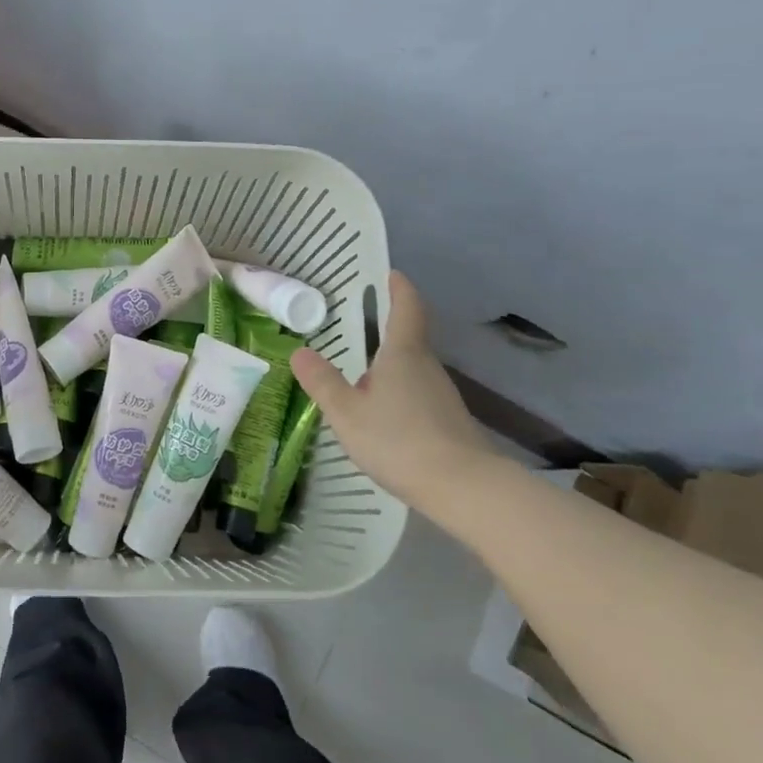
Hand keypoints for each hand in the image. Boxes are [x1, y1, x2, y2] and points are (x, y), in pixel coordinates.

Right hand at [290, 270, 513, 512]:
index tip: (391, 274)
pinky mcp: (448, 421)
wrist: (462, 488)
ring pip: (413, 370)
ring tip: (361, 377)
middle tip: (357, 329)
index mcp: (403, 354)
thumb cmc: (398, 440)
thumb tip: (300, 351)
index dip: (399, 289)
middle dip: (387, 331)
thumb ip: (323, 382)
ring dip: (390, 367)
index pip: (406, 309)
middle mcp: (427, 367)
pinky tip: (382, 416)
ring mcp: (442, 395)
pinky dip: (399, 393)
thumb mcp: (347, 412)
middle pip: (409, 339)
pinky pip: (418, 395)